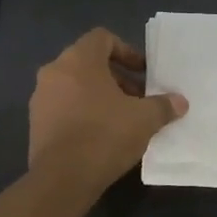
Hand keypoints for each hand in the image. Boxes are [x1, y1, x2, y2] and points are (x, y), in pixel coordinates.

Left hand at [29, 29, 187, 190]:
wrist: (62, 178)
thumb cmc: (105, 135)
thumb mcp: (144, 119)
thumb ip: (163, 105)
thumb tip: (180, 102)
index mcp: (78, 60)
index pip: (102, 38)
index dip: (127, 51)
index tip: (143, 73)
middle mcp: (54, 72)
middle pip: (89, 63)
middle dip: (117, 78)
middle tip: (138, 99)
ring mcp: (41, 98)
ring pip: (76, 86)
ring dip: (100, 97)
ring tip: (122, 119)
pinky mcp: (36, 124)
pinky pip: (64, 108)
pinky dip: (83, 113)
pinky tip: (102, 136)